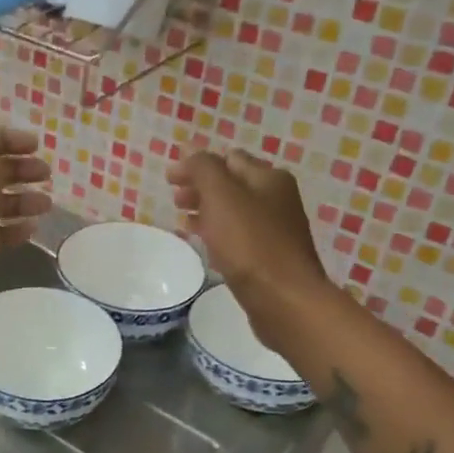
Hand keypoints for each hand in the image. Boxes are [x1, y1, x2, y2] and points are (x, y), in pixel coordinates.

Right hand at [167, 149, 328, 350]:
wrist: (284, 299)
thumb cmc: (250, 244)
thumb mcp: (221, 196)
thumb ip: (203, 169)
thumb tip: (190, 153)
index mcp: (268, 179)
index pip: (228, 158)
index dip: (197, 165)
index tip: (169, 179)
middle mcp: (277, 199)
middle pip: (232, 184)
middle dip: (201, 187)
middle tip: (175, 199)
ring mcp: (275, 230)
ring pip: (234, 212)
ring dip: (207, 211)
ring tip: (182, 221)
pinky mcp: (269, 258)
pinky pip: (238, 237)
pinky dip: (218, 234)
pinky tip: (204, 245)